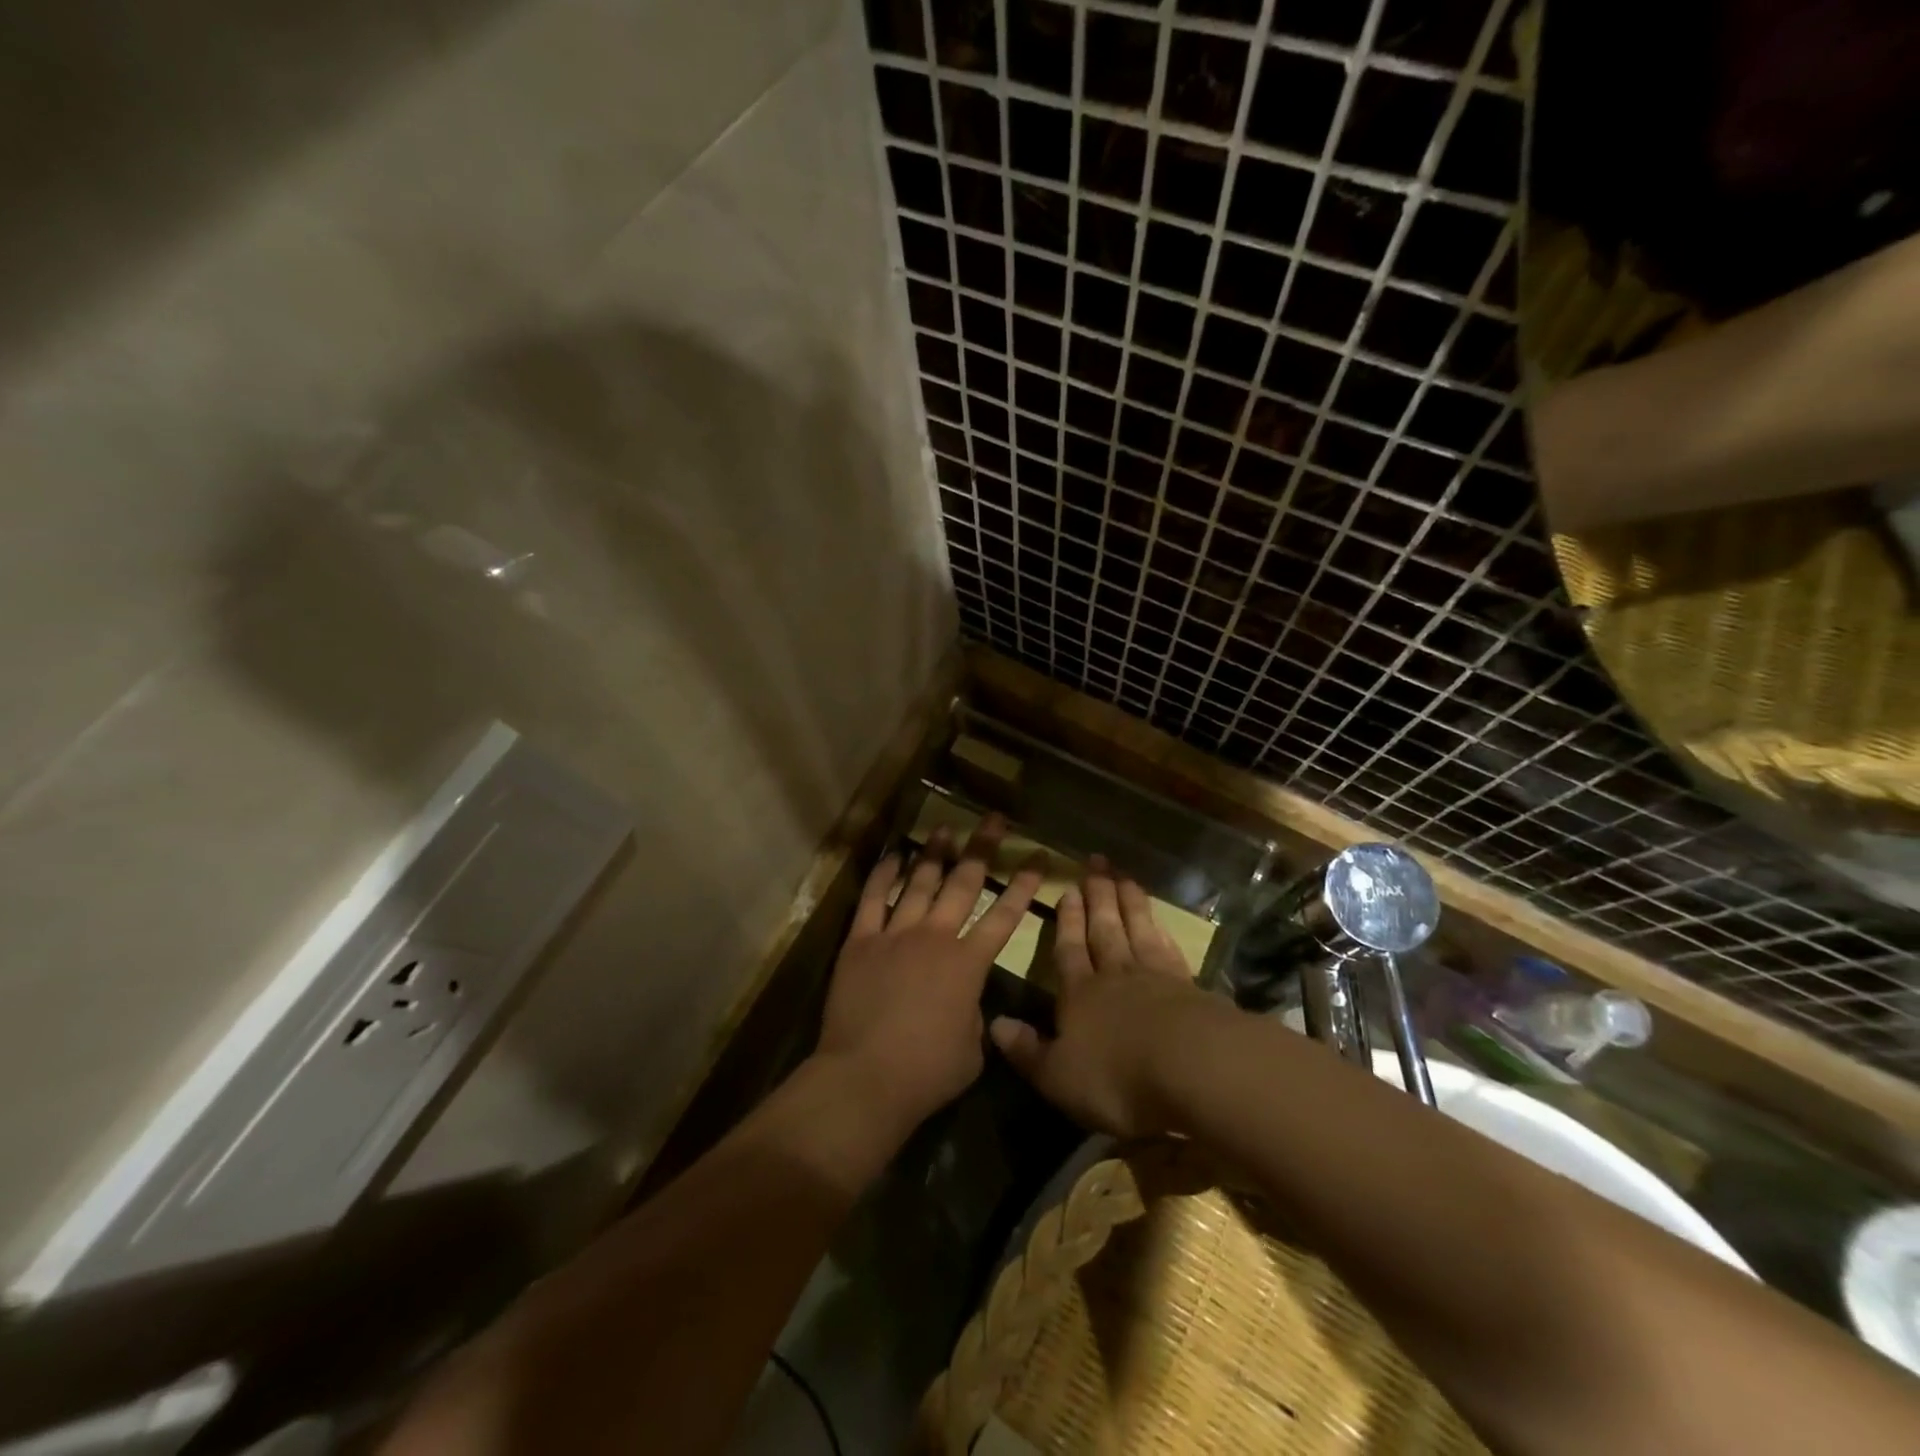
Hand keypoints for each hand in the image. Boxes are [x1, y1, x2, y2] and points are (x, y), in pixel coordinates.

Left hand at [814, 815, 1043, 1132]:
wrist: (865, 1077)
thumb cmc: (927, 1072)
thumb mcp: (972, 1049)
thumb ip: (974, 1014)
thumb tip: (966, 1001)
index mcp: (968, 964)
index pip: (1005, 915)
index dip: (1024, 885)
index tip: (1038, 858)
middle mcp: (935, 937)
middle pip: (964, 883)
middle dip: (983, 848)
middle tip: (995, 820)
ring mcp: (896, 934)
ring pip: (920, 882)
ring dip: (936, 854)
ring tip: (946, 829)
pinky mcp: (861, 941)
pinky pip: (873, 898)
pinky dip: (884, 875)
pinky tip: (894, 856)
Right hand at [989, 858, 1216, 1137]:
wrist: (1192, 1068)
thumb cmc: (1115, 1076)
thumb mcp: (1057, 1075)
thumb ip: (1027, 1050)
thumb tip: (995, 1024)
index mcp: (1079, 994)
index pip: (1069, 949)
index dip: (1067, 920)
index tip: (1068, 889)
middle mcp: (1115, 976)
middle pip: (1104, 928)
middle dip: (1098, 896)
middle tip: (1096, 863)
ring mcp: (1155, 977)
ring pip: (1138, 930)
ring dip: (1130, 903)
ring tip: (1125, 877)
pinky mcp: (1190, 988)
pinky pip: (1170, 951)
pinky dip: (1163, 933)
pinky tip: (1161, 924)